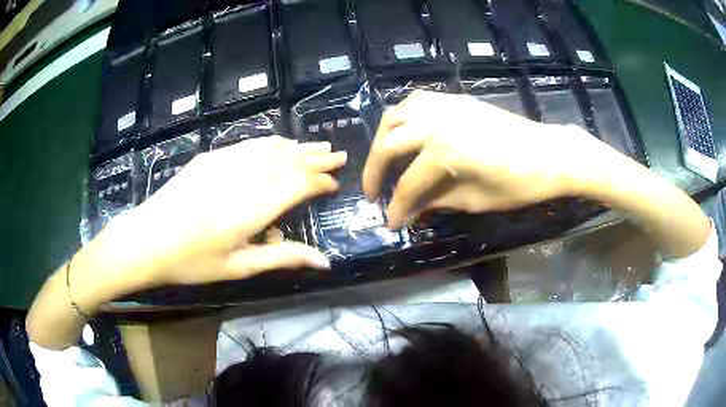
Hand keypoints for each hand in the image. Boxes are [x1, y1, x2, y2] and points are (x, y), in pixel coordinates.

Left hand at [105, 136, 346, 288]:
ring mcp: (223, 164)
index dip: (319, 181)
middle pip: (287, 162)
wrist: (146, 239)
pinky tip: (281, 143)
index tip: (335, 182)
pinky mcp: (209, 158)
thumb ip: (282, 257)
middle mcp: (241, 180)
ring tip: (318, 146)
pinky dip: (270, 143)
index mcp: (250, 211)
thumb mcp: (238, 267)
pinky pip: (247, 145)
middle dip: (316, 158)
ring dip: (297, 147)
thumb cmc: (191, 262)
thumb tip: (324, 261)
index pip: (296, 186)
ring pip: (269, 149)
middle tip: (338, 154)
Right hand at [363, 90, 626, 227]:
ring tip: (383, 159)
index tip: (390, 223)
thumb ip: (437, 201)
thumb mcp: (476, 200)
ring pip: (396, 116)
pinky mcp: (454, 100)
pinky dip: (403, 117)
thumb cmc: (520, 183)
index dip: (396, 208)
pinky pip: (416, 102)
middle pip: (389, 145)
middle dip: (374, 171)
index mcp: (444, 152)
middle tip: (372, 192)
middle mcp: (436, 122)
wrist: (549, 153)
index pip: (408, 185)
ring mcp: (444, 106)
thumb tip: (410, 210)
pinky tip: (406, 131)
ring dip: (383, 139)